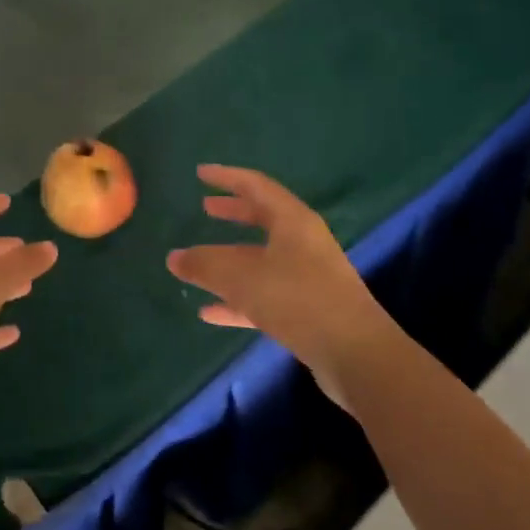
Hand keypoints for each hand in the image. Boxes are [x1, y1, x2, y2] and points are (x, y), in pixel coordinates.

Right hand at [167, 165, 397, 404]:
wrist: (356, 356)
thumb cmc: (298, 300)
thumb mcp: (242, 278)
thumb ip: (204, 265)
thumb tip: (173, 258)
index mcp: (293, 221)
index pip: (256, 186)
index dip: (226, 177)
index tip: (200, 173)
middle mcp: (304, 243)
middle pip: (264, 219)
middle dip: (233, 213)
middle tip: (205, 208)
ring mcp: (309, 277)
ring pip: (262, 259)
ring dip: (231, 259)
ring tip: (198, 263)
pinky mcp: (309, 311)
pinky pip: (266, 295)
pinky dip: (238, 299)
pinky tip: (210, 312)